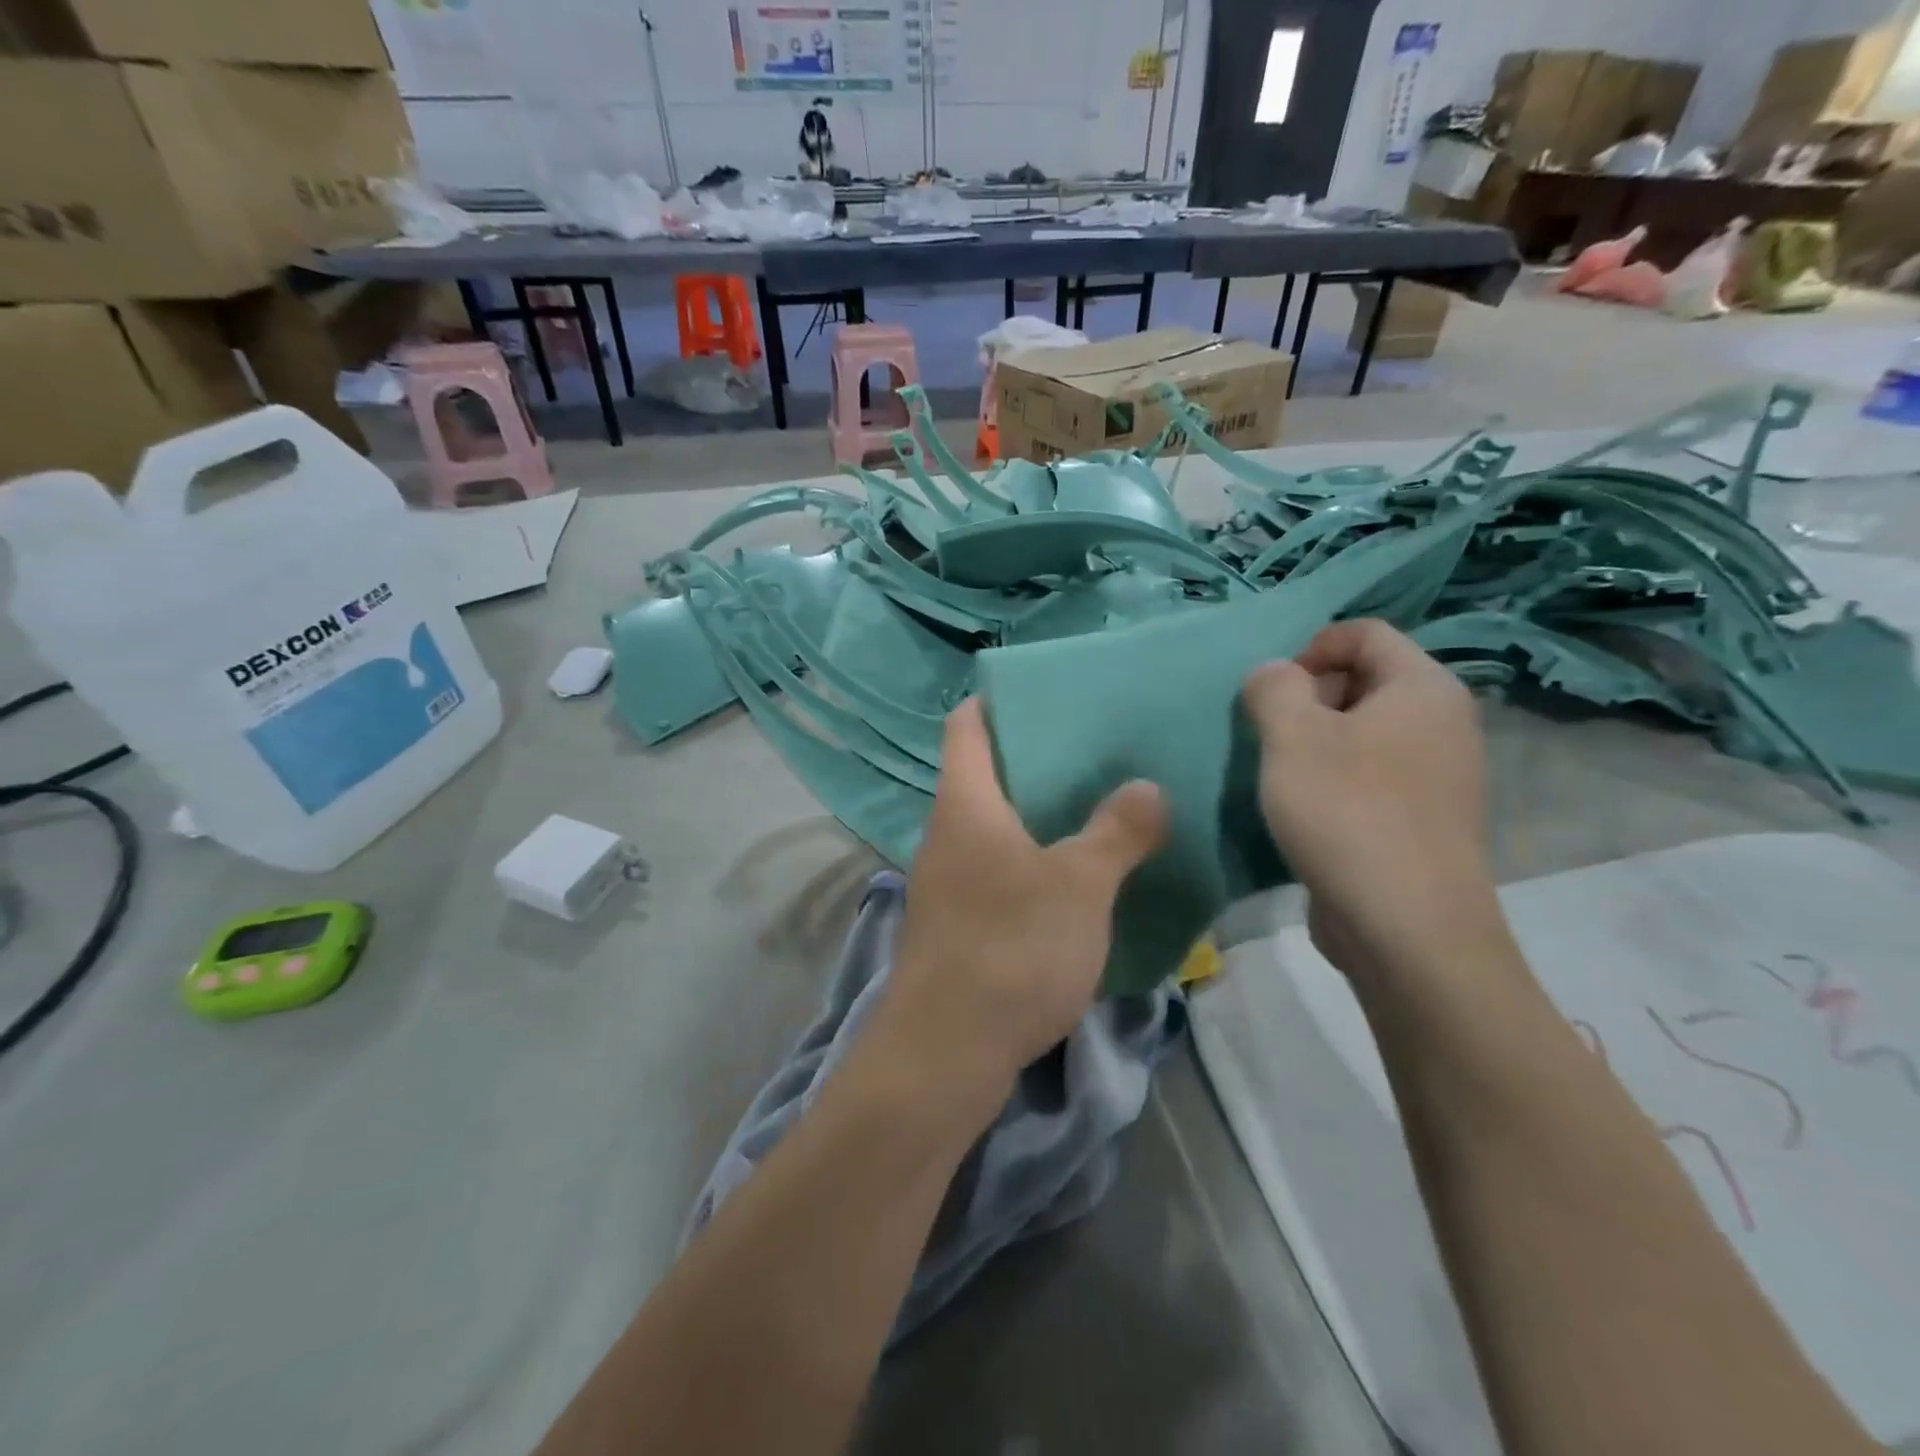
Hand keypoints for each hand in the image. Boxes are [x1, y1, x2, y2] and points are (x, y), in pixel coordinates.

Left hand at [878, 700, 1167, 1107]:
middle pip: (985, 775)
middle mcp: (946, 835)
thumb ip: (1116, 831)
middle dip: (1037, 759)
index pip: (966, 726)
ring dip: (1040, 816)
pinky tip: (1078, 878)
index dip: (997, 701)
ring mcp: (948, 883)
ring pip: (994, 828)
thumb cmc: (1009, 948)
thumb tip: (1148, 787)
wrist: (944, 1054)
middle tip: (1099, 751)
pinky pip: (998, 872)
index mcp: (965, 804)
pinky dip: (1033, 862)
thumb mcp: (1080, 885)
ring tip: (1100, 807)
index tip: (1047, 691)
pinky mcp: (958, 926)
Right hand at [1243, 620, 1501, 984]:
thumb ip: (1274, 688)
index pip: (1364, 633)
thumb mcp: (1292, 737)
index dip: (1310, 648)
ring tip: (1281, 778)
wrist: (1409, 930)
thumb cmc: (1347, 814)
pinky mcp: (1423, 821)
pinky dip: (1334, 781)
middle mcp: (1443, 723)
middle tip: (1271, 737)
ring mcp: (1439, 776)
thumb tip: (1275, 676)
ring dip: (1314, 744)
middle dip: (1308, 698)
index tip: (1273, 694)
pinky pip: (1372, 776)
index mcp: (1423, 688)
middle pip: (1365, 680)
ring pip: (1364, 733)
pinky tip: (1307, 815)